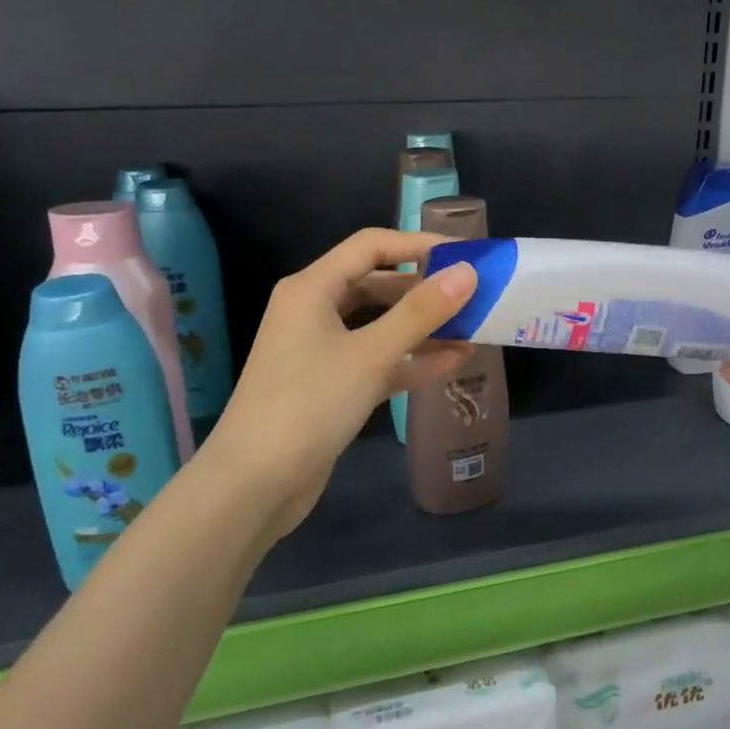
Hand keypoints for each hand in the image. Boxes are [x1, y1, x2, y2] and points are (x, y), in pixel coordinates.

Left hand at [187, 228, 475, 541]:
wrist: (255, 484)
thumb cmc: (309, 404)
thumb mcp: (371, 354)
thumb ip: (421, 312)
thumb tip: (468, 272)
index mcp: (312, 288)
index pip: (371, 246)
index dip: (419, 245)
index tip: (465, 254)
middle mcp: (315, 311)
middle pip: (378, 284)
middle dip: (425, 290)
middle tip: (474, 295)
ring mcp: (322, 350)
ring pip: (380, 325)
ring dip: (423, 327)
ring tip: (473, 328)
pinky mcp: (332, 386)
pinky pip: (378, 360)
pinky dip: (411, 359)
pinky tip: (453, 362)